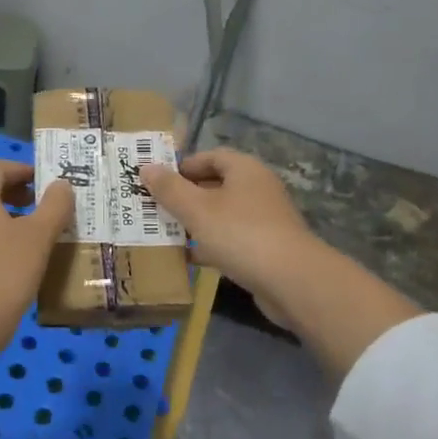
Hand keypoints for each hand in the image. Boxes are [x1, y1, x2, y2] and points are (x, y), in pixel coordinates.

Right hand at [139, 148, 317, 328]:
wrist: (291, 281)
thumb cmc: (240, 234)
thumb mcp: (197, 209)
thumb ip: (169, 189)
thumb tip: (146, 167)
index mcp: (245, 170)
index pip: (210, 157)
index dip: (183, 166)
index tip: (158, 181)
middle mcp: (257, 189)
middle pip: (215, 185)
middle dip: (185, 196)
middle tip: (155, 207)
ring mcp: (264, 220)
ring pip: (222, 215)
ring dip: (196, 222)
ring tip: (166, 231)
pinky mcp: (265, 248)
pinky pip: (231, 239)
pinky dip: (210, 245)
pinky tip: (189, 258)